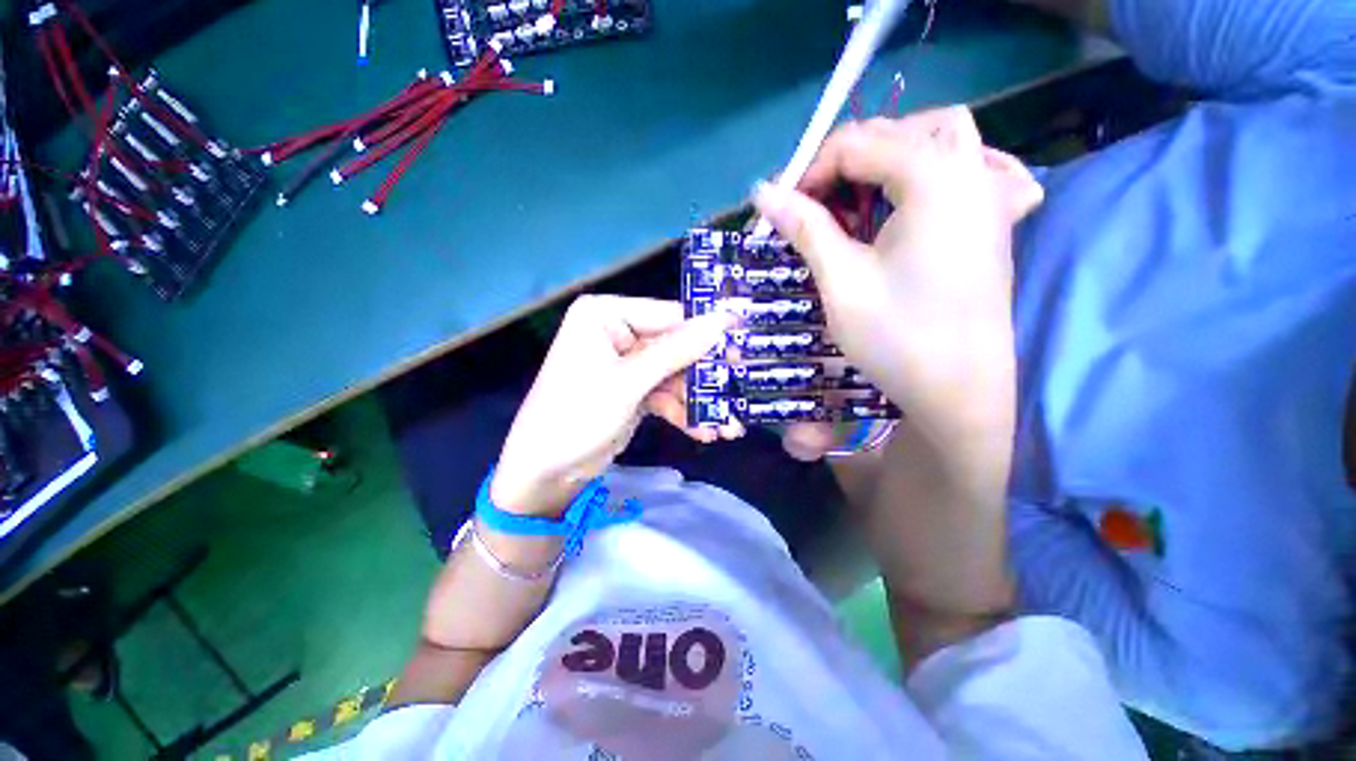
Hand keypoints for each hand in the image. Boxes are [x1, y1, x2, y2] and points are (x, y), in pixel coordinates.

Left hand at [491, 296, 736, 516]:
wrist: (544, 472)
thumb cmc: (577, 416)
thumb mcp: (629, 382)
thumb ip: (677, 351)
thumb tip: (723, 321)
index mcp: (607, 316)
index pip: (669, 316)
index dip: (707, 333)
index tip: (742, 348)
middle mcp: (617, 333)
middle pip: (675, 347)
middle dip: (704, 377)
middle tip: (739, 390)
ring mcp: (626, 364)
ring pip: (674, 375)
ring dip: (699, 401)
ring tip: (728, 426)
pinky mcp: (632, 390)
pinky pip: (665, 394)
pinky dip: (683, 412)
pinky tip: (704, 432)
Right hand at [754, 108, 1042, 459]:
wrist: (959, 390)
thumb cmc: (896, 337)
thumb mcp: (840, 280)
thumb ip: (805, 227)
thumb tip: (763, 191)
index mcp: (932, 178)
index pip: (857, 145)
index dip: (810, 171)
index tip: (782, 208)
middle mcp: (971, 170)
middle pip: (899, 131)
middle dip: (847, 159)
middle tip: (816, 205)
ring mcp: (992, 193)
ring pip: (944, 136)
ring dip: (895, 153)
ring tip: (862, 194)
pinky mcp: (997, 221)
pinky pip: (982, 166)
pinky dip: (948, 166)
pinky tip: (928, 191)